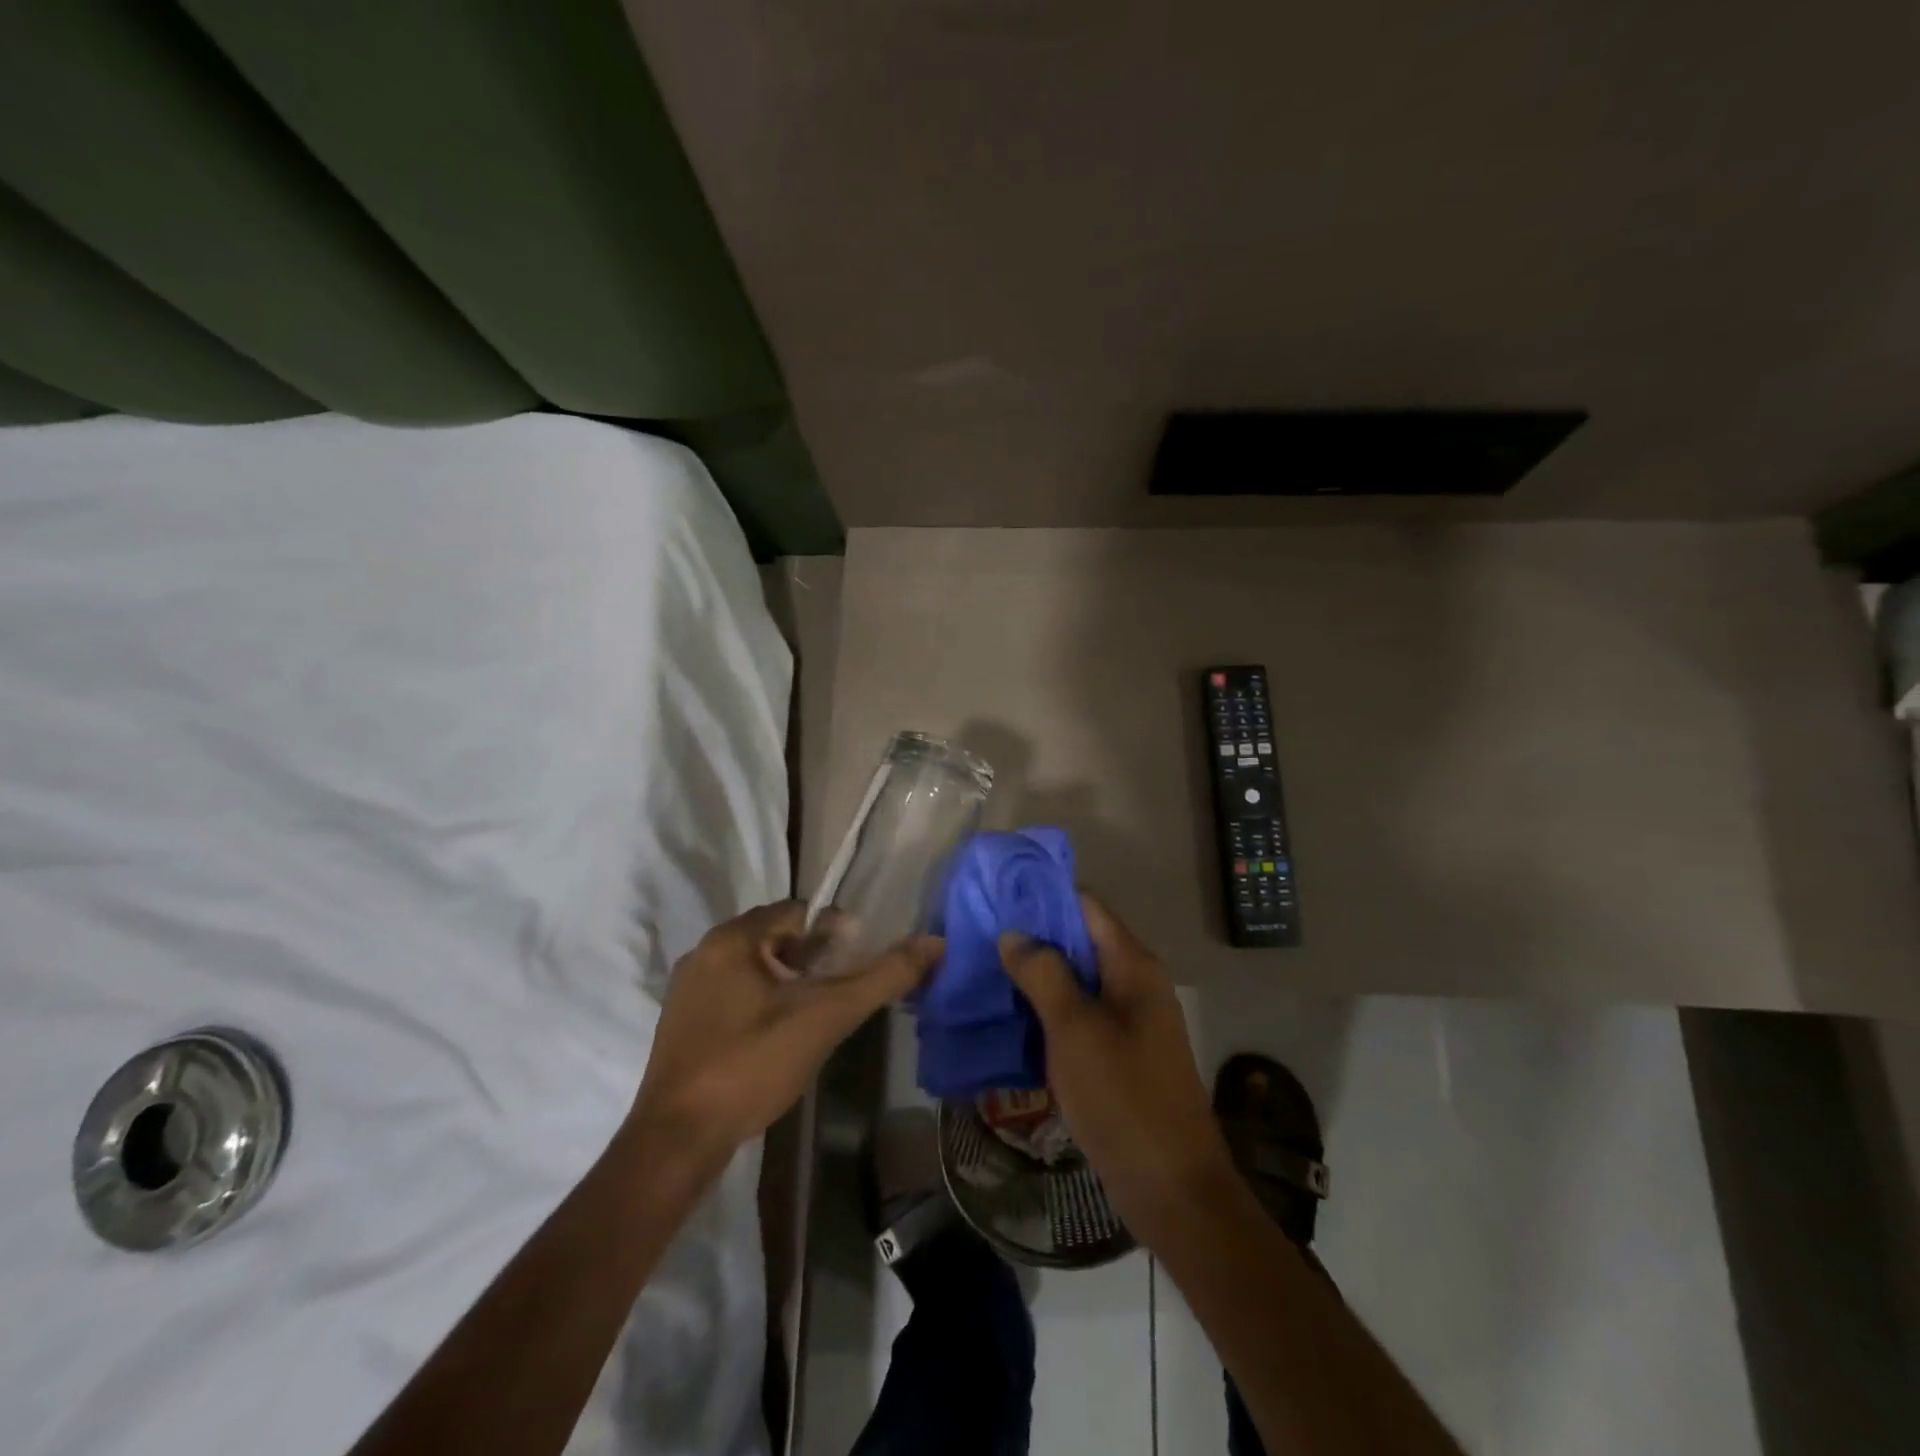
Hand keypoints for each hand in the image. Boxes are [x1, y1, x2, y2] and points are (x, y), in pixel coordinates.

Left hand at [630, 902, 940, 1174]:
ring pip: (755, 966)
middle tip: (842, 989)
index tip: (859, 963)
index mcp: (732, 938)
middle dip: (814, 956)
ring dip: (790, 979)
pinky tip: (781, 1035)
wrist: (677, 1141)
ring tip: (818, 1012)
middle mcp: (705, 952)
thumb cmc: (753, 1065)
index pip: (798, 912)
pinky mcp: (684, 1023)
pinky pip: (735, 992)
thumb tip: (934, 943)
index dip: (835, 932)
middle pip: (775, 936)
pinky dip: (764, 1001)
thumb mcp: (826, 1017)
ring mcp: (688, 989)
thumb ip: (882, 977)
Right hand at [999, 895, 1237, 1242]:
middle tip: (979, 936)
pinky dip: (1047, 1010)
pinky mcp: (1119, 1052)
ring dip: (1036, 975)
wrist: (1172, 1189)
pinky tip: (1009, 1017)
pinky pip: (1079, 1015)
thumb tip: (1013, 932)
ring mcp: (1129, 1020)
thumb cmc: (1123, 1098)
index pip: (1085, 905)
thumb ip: (1044, 973)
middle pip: (1079, 941)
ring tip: (984, 970)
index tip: (996, 896)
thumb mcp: (1075, 1029)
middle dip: (1032, 936)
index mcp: (1133, 965)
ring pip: (1076, 980)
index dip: (1042, 895)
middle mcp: (1135, 983)